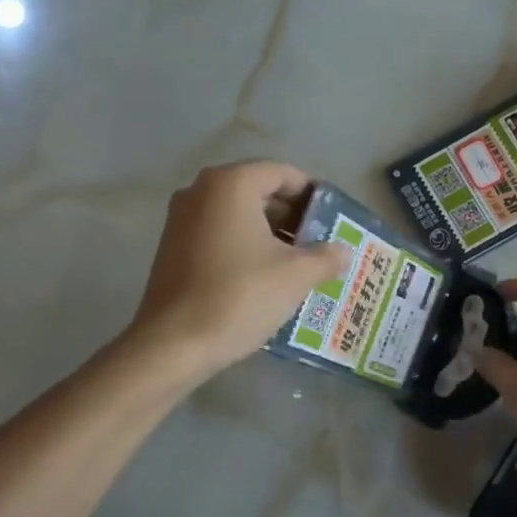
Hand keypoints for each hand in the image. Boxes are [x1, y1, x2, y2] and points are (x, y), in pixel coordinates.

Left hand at [128, 161, 349, 377]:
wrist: (174, 343)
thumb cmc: (240, 296)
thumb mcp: (295, 276)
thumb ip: (325, 257)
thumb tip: (344, 252)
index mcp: (231, 184)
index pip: (283, 173)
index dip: (312, 195)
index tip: (332, 221)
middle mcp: (201, 190)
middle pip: (259, 191)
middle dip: (292, 216)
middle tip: (319, 245)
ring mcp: (181, 218)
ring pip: (238, 215)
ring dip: (269, 234)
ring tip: (297, 265)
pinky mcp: (172, 247)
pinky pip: (218, 234)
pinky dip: (244, 246)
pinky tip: (264, 277)